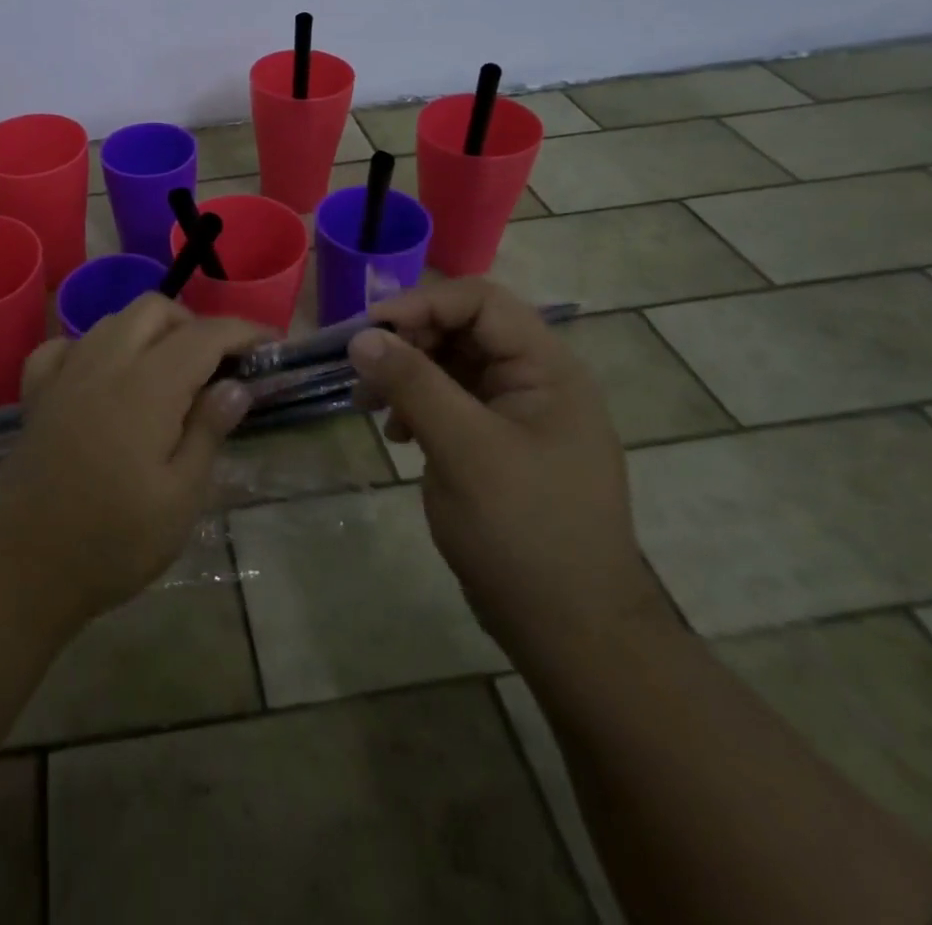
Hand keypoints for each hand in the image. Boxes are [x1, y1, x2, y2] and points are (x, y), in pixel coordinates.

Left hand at [0, 295, 263, 627]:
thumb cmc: (113, 541)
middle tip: (217, 366)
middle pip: (154, 310)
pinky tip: (104, 377)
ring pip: (112, 320)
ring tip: (169, 372)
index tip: (270, 344)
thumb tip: (235, 386)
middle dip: (194, 324)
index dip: (242, 332)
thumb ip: (208, 432)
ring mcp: (65, 375)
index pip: (203, 335)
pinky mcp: (37, 395)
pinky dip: (92, 347)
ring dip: (148, 330)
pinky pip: (65, 346)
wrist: (22, 568)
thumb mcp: (180, 498)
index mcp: (147, 386)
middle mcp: (104, 363)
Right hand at [350, 278, 671, 666]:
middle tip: (361, 372)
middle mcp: (535, 381)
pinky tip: (397, 435)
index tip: (367, 332)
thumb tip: (362, 336)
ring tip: (368, 404)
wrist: (570, 630)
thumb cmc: (524, 531)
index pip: (480, 303)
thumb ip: (413, 384)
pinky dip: (418, 406)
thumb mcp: (463, 449)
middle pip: (462, 329)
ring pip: (451, 365)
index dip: (421, 305)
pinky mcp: (498, 444)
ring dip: (406, 374)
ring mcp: (517, 414)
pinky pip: (451, 402)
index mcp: (546, 369)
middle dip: (408, 342)